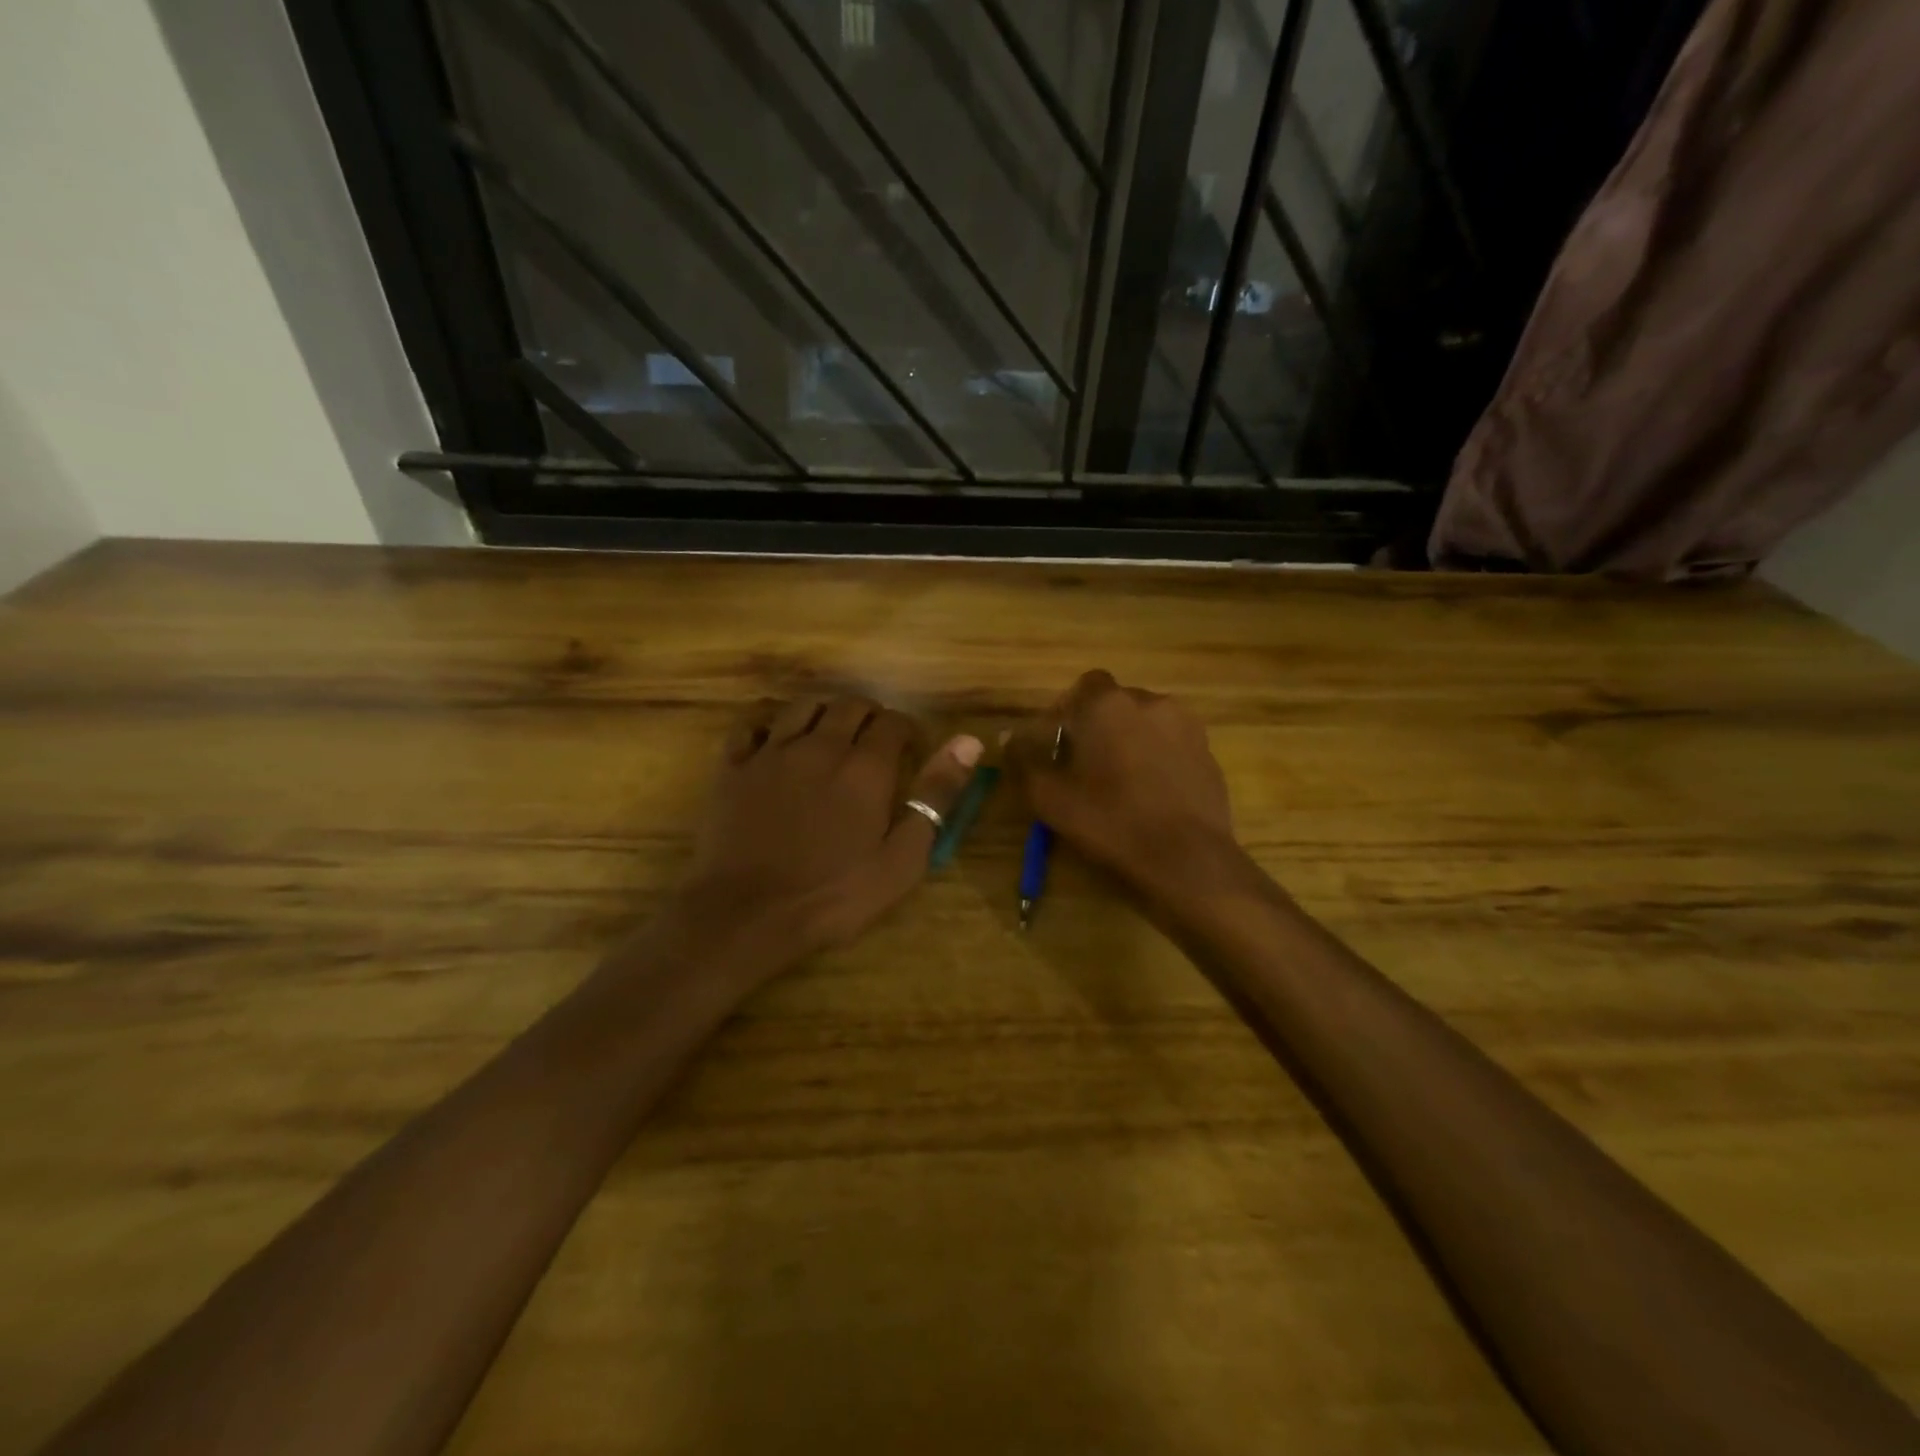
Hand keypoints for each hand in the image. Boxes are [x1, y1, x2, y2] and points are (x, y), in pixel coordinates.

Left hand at [672, 696, 981, 965]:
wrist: (747, 914)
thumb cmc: (834, 895)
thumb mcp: (902, 858)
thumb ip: (935, 796)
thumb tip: (968, 741)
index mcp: (865, 766)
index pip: (893, 722)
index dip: (907, 731)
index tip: (911, 750)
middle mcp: (819, 745)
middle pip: (849, 705)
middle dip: (869, 716)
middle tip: (874, 742)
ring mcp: (771, 752)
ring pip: (802, 706)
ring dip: (823, 712)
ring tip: (830, 734)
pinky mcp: (733, 767)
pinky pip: (751, 726)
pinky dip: (769, 726)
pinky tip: (775, 743)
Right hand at [1004, 670, 1234, 894]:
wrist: (1187, 859)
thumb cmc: (1111, 822)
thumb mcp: (1050, 798)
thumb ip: (1024, 760)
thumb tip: (1009, 736)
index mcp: (1108, 705)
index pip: (1083, 687)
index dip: (1067, 711)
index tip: (1059, 744)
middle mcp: (1150, 702)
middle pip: (1116, 704)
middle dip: (1098, 727)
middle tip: (1085, 766)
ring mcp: (1186, 726)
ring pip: (1146, 723)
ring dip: (1129, 741)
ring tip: (1120, 781)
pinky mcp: (1208, 752)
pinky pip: (1171, 744)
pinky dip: (1157, 759)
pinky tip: (1150, 794)